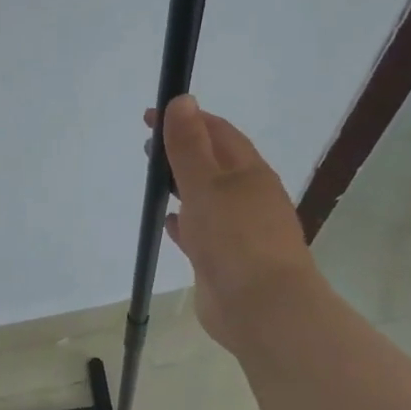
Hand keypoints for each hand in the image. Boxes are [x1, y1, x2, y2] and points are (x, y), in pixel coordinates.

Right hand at [149, 95, 320, 353]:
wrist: (262, 309)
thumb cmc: (235, 238)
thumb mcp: (205, 185)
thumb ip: (189, 145)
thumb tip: (183, 100)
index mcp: (249, 173)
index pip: (218, 133)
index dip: (186, 119)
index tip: (150, 115)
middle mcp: (247, 197)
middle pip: (213, 164)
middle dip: (183, 151)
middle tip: (148, 148)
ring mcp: (238, 230)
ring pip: (207, 198)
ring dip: (183, 186)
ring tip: (155, 180)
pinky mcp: (225, 259)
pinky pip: (202, 231)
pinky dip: (184, 222)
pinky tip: (167, 222)